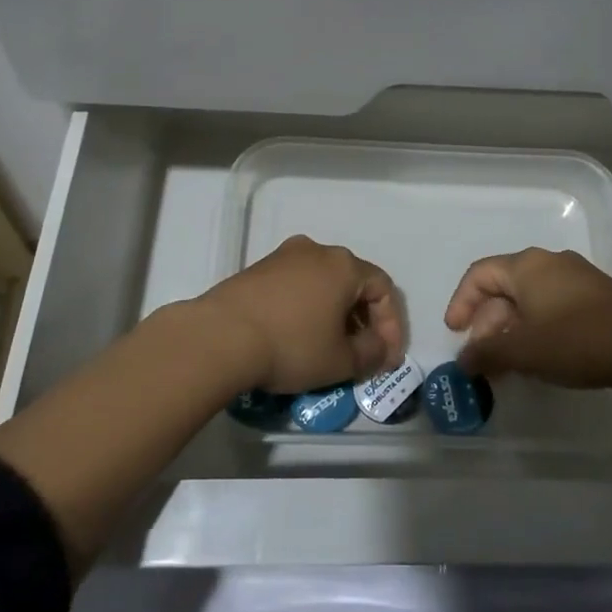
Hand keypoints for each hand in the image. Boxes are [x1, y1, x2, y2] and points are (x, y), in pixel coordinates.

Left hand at [192, 235, 405, 393]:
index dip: (392, 325)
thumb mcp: (341, 361)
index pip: (383, 289)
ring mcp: (283, 256)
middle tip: (362, 352)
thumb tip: (379, 349)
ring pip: (322, 283)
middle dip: (363, 319)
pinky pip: (295, 286)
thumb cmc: (292, 345)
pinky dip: (306, 308)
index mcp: (344, 265)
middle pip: (353, 282)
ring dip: (333, 313)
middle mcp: (316, 251)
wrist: (220, 336)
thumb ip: (371, 354)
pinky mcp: (257, 269)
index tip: (386, 357)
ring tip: (328, 346)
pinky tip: (297, 336)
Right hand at [444, 247, 611, 388]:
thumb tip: (464, 360)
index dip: (461, 302)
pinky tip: (543, 357)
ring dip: (513, 329)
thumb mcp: (524, 350)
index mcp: (526, 266)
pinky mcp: (599, 295)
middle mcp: (549, 262)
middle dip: (488, 323)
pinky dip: (538, 328)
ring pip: (530, 298)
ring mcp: (577, 277)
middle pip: (505, 287)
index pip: (480, 274)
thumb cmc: (576, 339)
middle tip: (484, 358)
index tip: (455, 333)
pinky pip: (554, 305)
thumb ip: (487, 353)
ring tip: (511, 364)